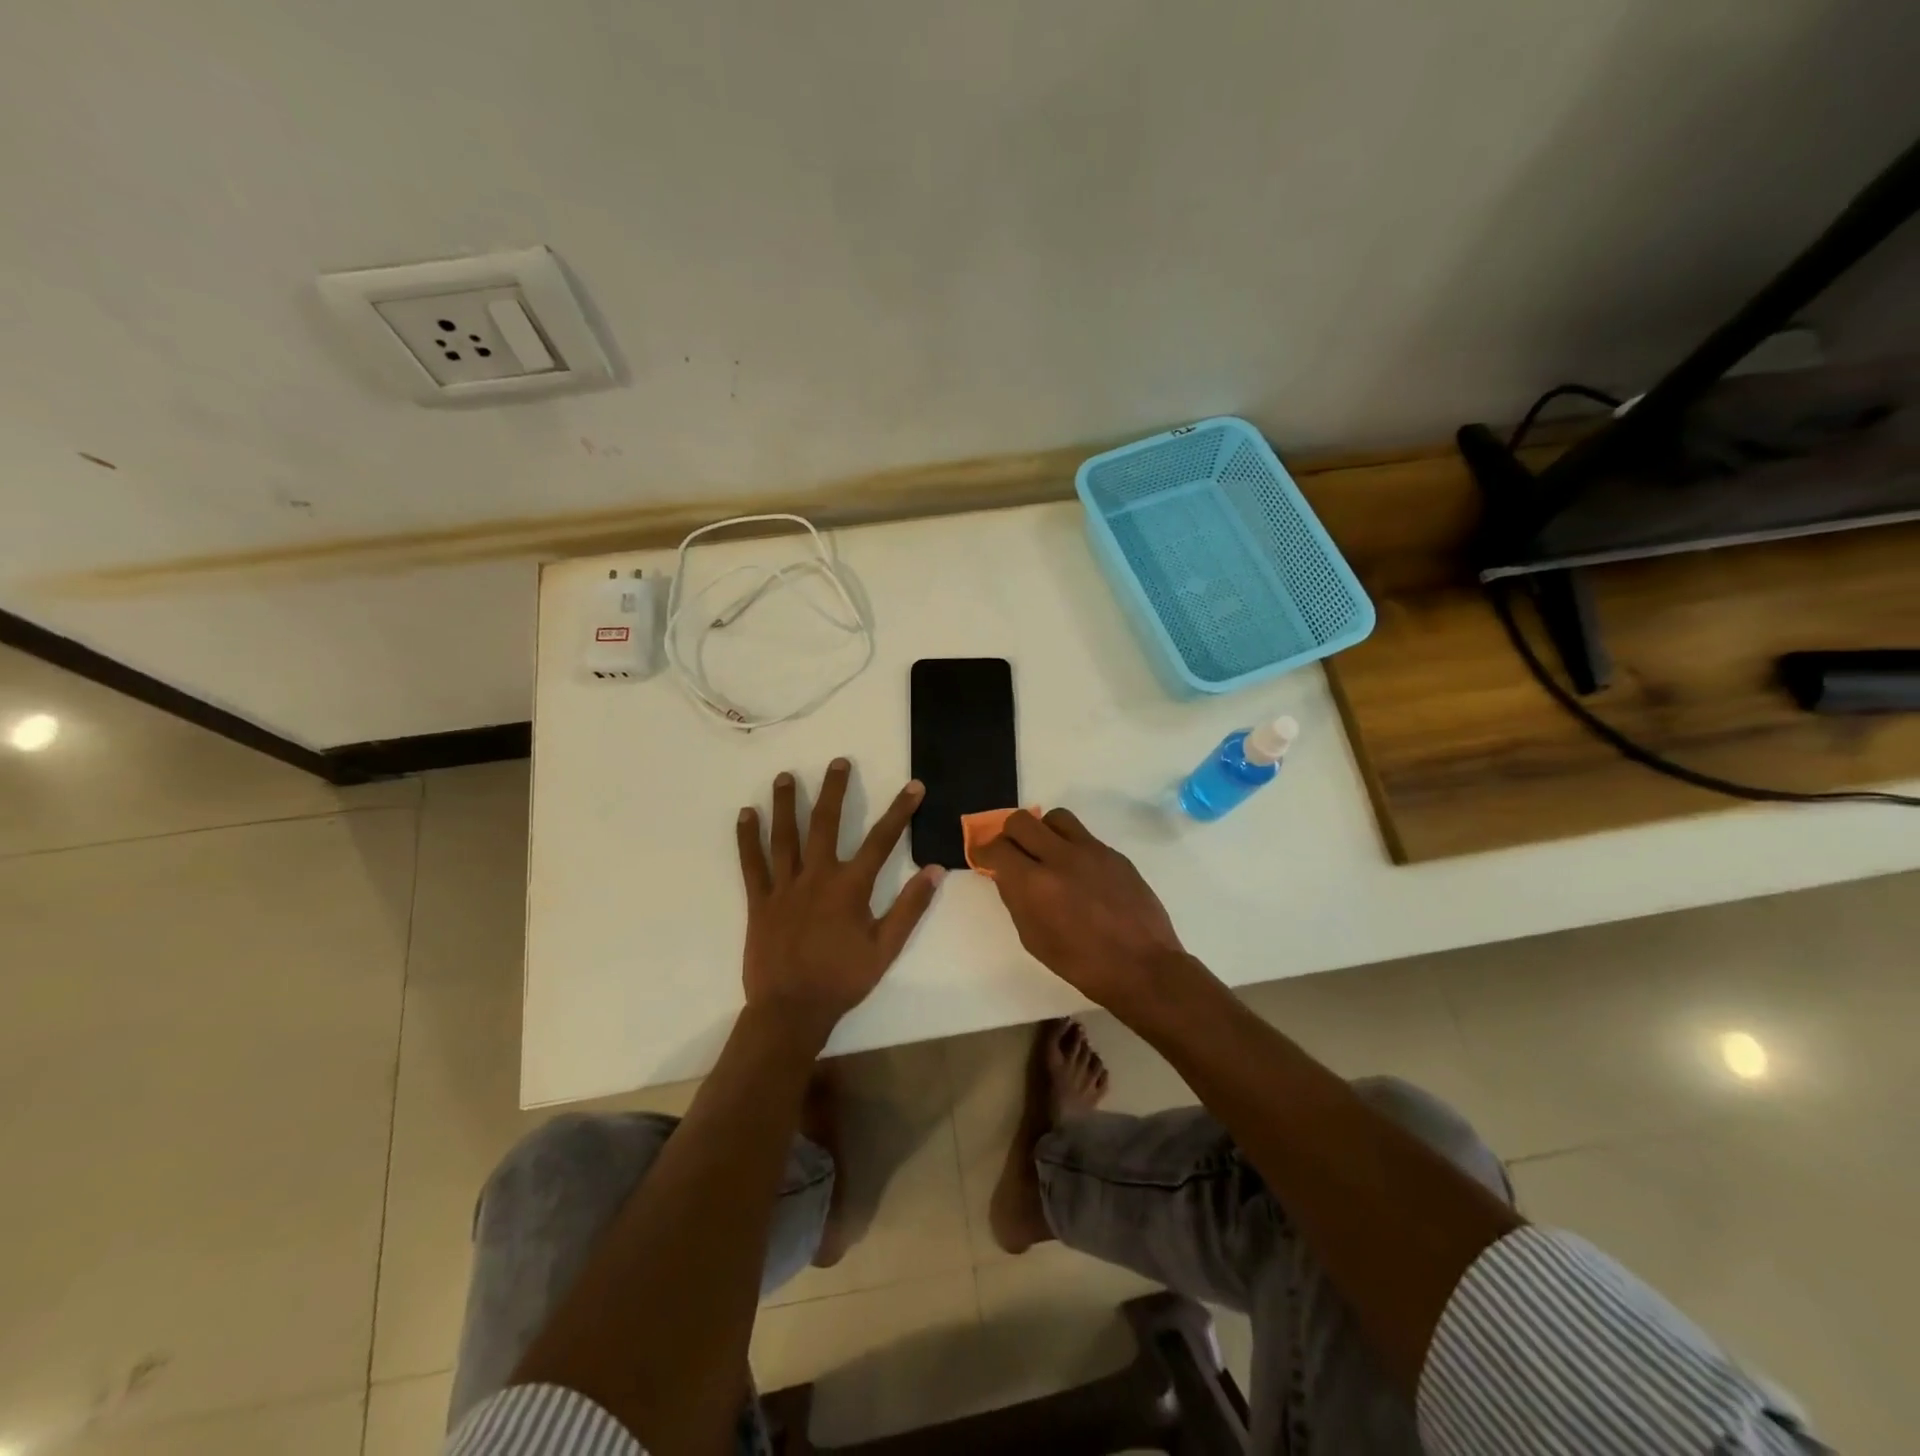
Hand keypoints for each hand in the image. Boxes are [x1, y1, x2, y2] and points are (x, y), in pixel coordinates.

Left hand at [736, 758, 944, 1030]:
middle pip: (826, 824)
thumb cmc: (842, 980)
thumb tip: (935, 871)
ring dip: (786, 803)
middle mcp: (816, 877)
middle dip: (834, 790)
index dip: (900, 811)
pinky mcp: (759, 901)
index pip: (881, 840)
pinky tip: (745, 814)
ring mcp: (784, 886)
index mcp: (850, 887)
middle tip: (838, 762)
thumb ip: (910, 908)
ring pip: (785, 836)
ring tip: (786, 776)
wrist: (791, 1010)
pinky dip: (747, 838)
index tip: (913, 786)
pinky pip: (751, 864)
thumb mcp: (886, 948)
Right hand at [974, 809, 1190, 1012]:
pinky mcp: (1114, 854)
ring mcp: (1091, 851)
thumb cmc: (1082, 964)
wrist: (1142, 967)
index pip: (997, 848)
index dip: (984, 852)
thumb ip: (1016, 900)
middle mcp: (1060, 858)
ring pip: (1055, 817)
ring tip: (1047, 854)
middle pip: (1021, 821)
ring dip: (1043, 831)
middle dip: (1009, 834)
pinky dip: (1071, 846)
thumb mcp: (1034, 939)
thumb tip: (1008, 875)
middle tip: (1013, 853)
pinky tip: (1078, 872)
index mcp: (1035, 885)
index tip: (985, 859)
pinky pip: (1083, 836)